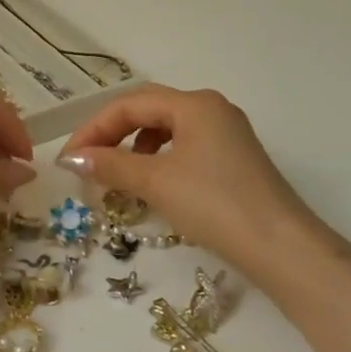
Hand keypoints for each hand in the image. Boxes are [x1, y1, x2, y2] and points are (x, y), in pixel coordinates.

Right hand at [57, 85, 319, 271]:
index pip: (130, 104)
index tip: (69, 159)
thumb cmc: (214, 205)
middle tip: (86, 163)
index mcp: (194, 103)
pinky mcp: (234, 159)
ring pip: (167, 129)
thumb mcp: (156, 182)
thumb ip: (110, 165)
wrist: (281, 248)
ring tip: (117, 175)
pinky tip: (152, 184)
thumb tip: (71, 159)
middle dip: (112, 134)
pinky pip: (184, 147)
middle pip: (148, 111)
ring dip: (134, 148)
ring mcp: (227, 133)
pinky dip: (159, 160)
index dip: (94, 128)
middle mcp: (212, 109)